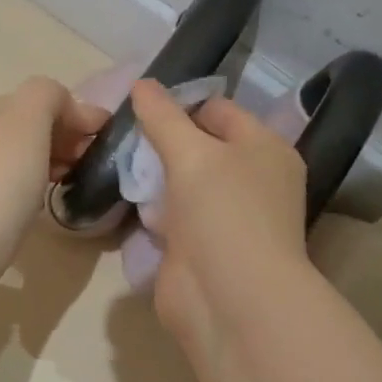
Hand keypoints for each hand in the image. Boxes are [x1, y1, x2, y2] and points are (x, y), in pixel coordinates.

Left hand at [0, 76, 108, 286]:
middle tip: (84, 169)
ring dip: (36, 170)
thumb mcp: (25, 125)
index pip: (34, 100)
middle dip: (57, 143)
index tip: (101, 145)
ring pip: (4, 164)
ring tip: (59, 191)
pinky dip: (14, 197)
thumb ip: (47, 97)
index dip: (73, 117)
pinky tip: (24, 216)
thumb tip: (66, 108)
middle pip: (18, 131)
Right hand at [131, 80, 310, 354]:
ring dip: (154, 176)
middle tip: (122, 134)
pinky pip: (172, 216)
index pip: (219, 110)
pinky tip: (128, 200)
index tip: (138, 105)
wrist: (228, 298)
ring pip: (183, 183)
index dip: (181, 103)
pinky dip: (153, 209)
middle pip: (200, 146)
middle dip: (163, 140)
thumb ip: (163, 117)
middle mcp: (250, 179)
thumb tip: (141, 83)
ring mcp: (225, 216)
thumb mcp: (192, 153)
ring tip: (118, 162)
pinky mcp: (200, 247)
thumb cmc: (222, 212)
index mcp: (264, 149)